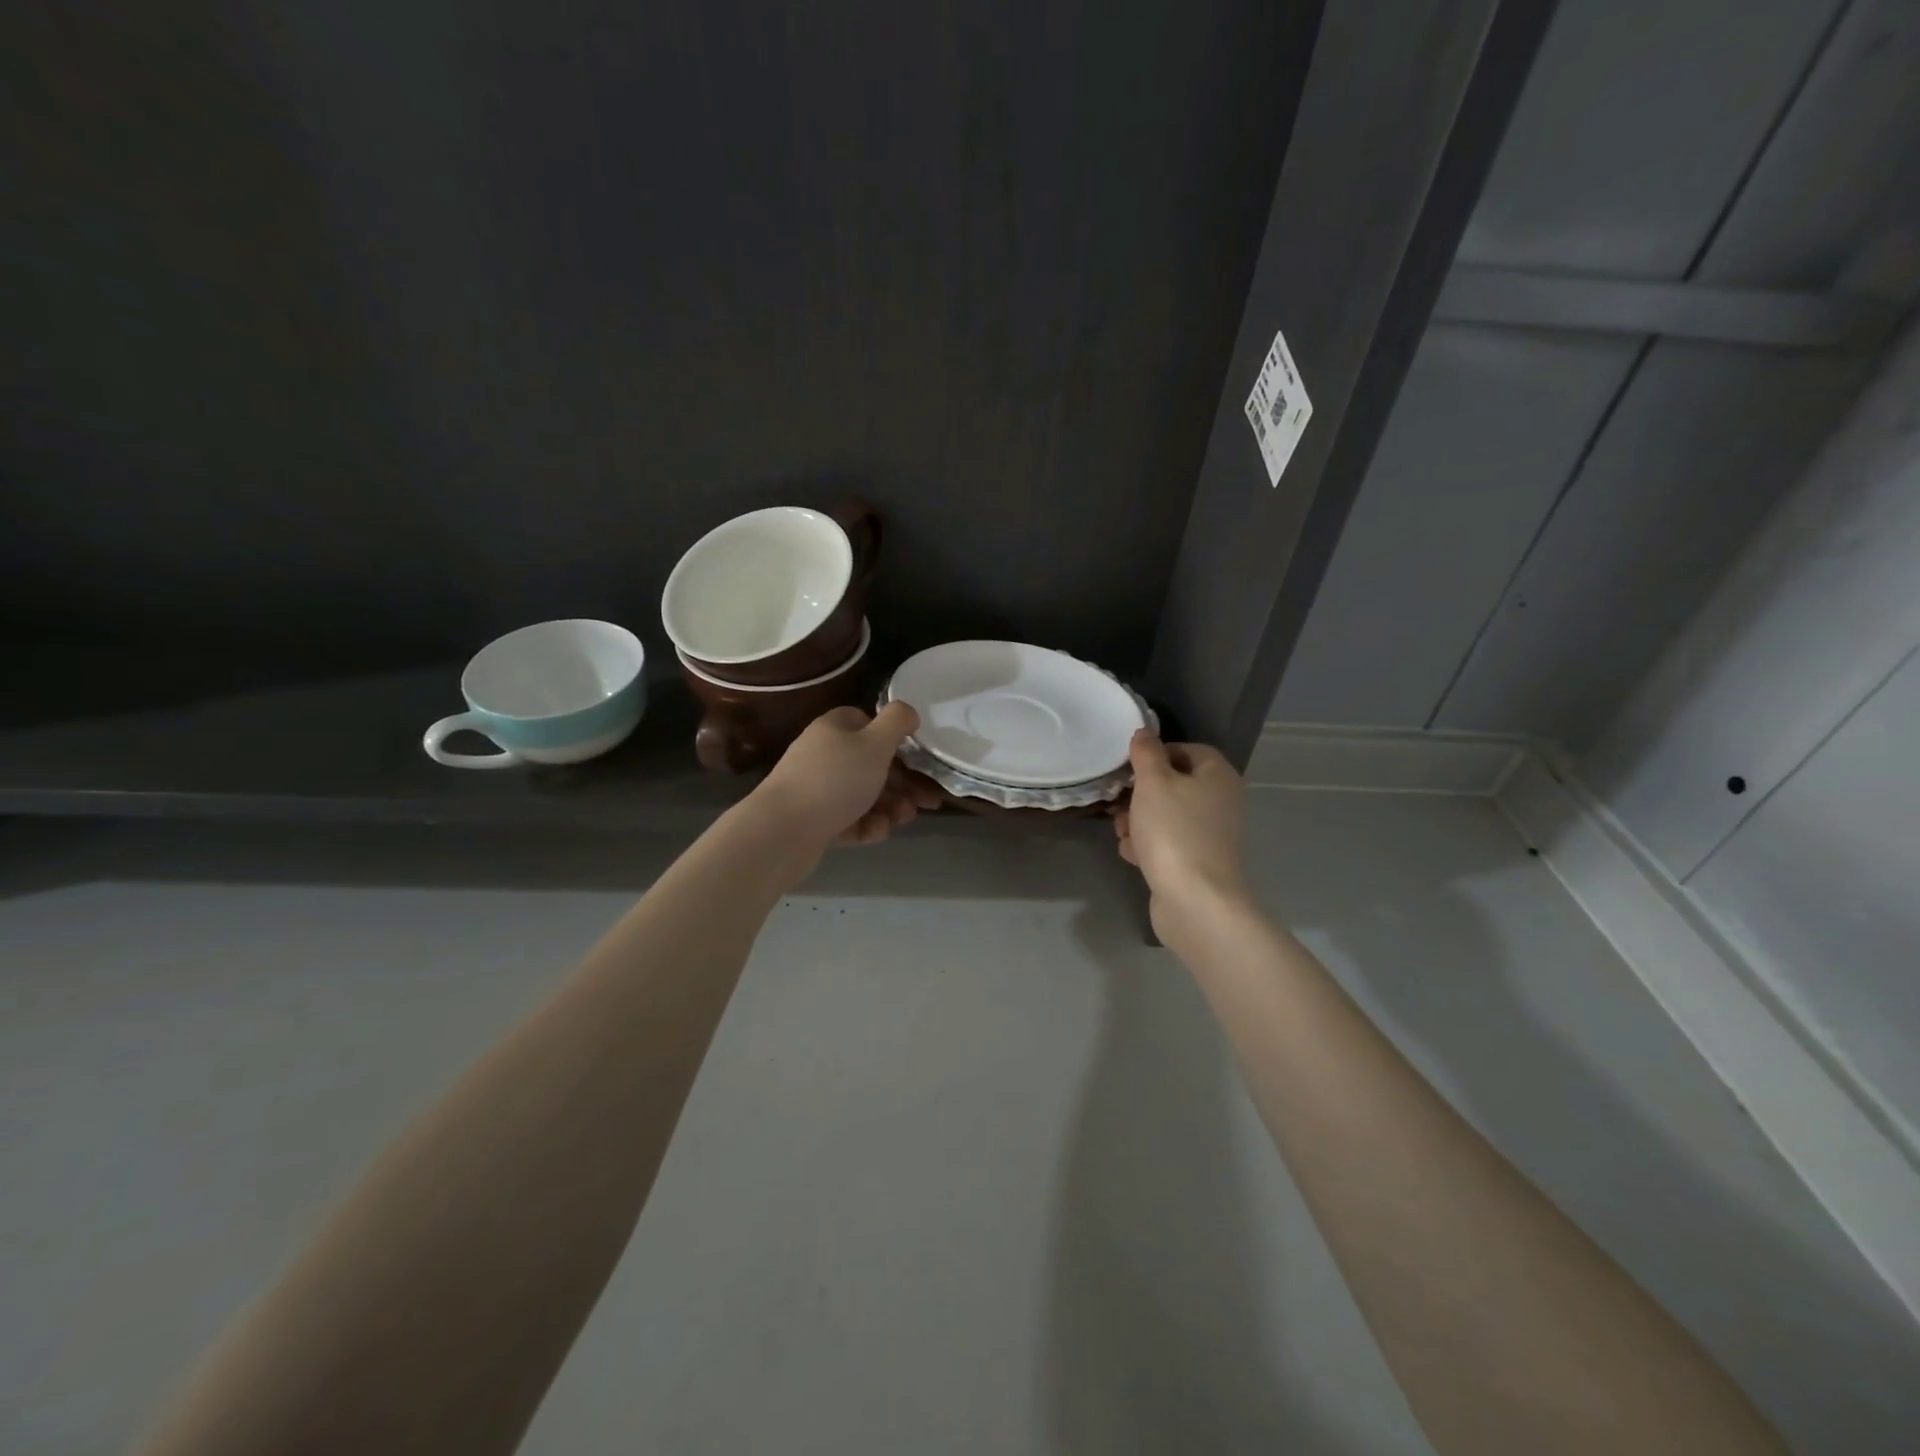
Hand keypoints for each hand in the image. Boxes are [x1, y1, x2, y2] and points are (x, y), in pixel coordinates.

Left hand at [754, 703, 943, 848]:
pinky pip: (848, 819)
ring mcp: (816, 788)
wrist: (782, 831)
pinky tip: (876, 832)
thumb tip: (908, 712)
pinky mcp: (813, 820)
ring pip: (863, 794)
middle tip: (927, 801)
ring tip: (903, 819)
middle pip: (871, 763)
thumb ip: (896, 722)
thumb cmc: (835, 780)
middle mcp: (823, 754)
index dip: (894, 739)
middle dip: (902, 783)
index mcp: (834, 728)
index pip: (868, 723)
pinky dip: (866, 825)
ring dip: (889, 806)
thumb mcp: (875, 743)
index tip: (917, 757)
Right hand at [1113, 730, 1247, 939]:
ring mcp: (1210, 834)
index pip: (1188, 749)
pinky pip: (1167, 842)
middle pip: (1174, 784)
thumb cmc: (1174, 831)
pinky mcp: (1197, 862)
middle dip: (1141, 793)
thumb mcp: (1153, 782)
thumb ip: (1146, 754)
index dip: (1157, 753)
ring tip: (1123, 832)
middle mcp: (1220, 801)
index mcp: (1218, 775)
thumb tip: (1144, 733)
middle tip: (1119, 800)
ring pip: (1166, 815)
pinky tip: (1133, 855)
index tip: (1130, 765)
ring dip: (1139, 821)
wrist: (1194, 899)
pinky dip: (1148, 846)